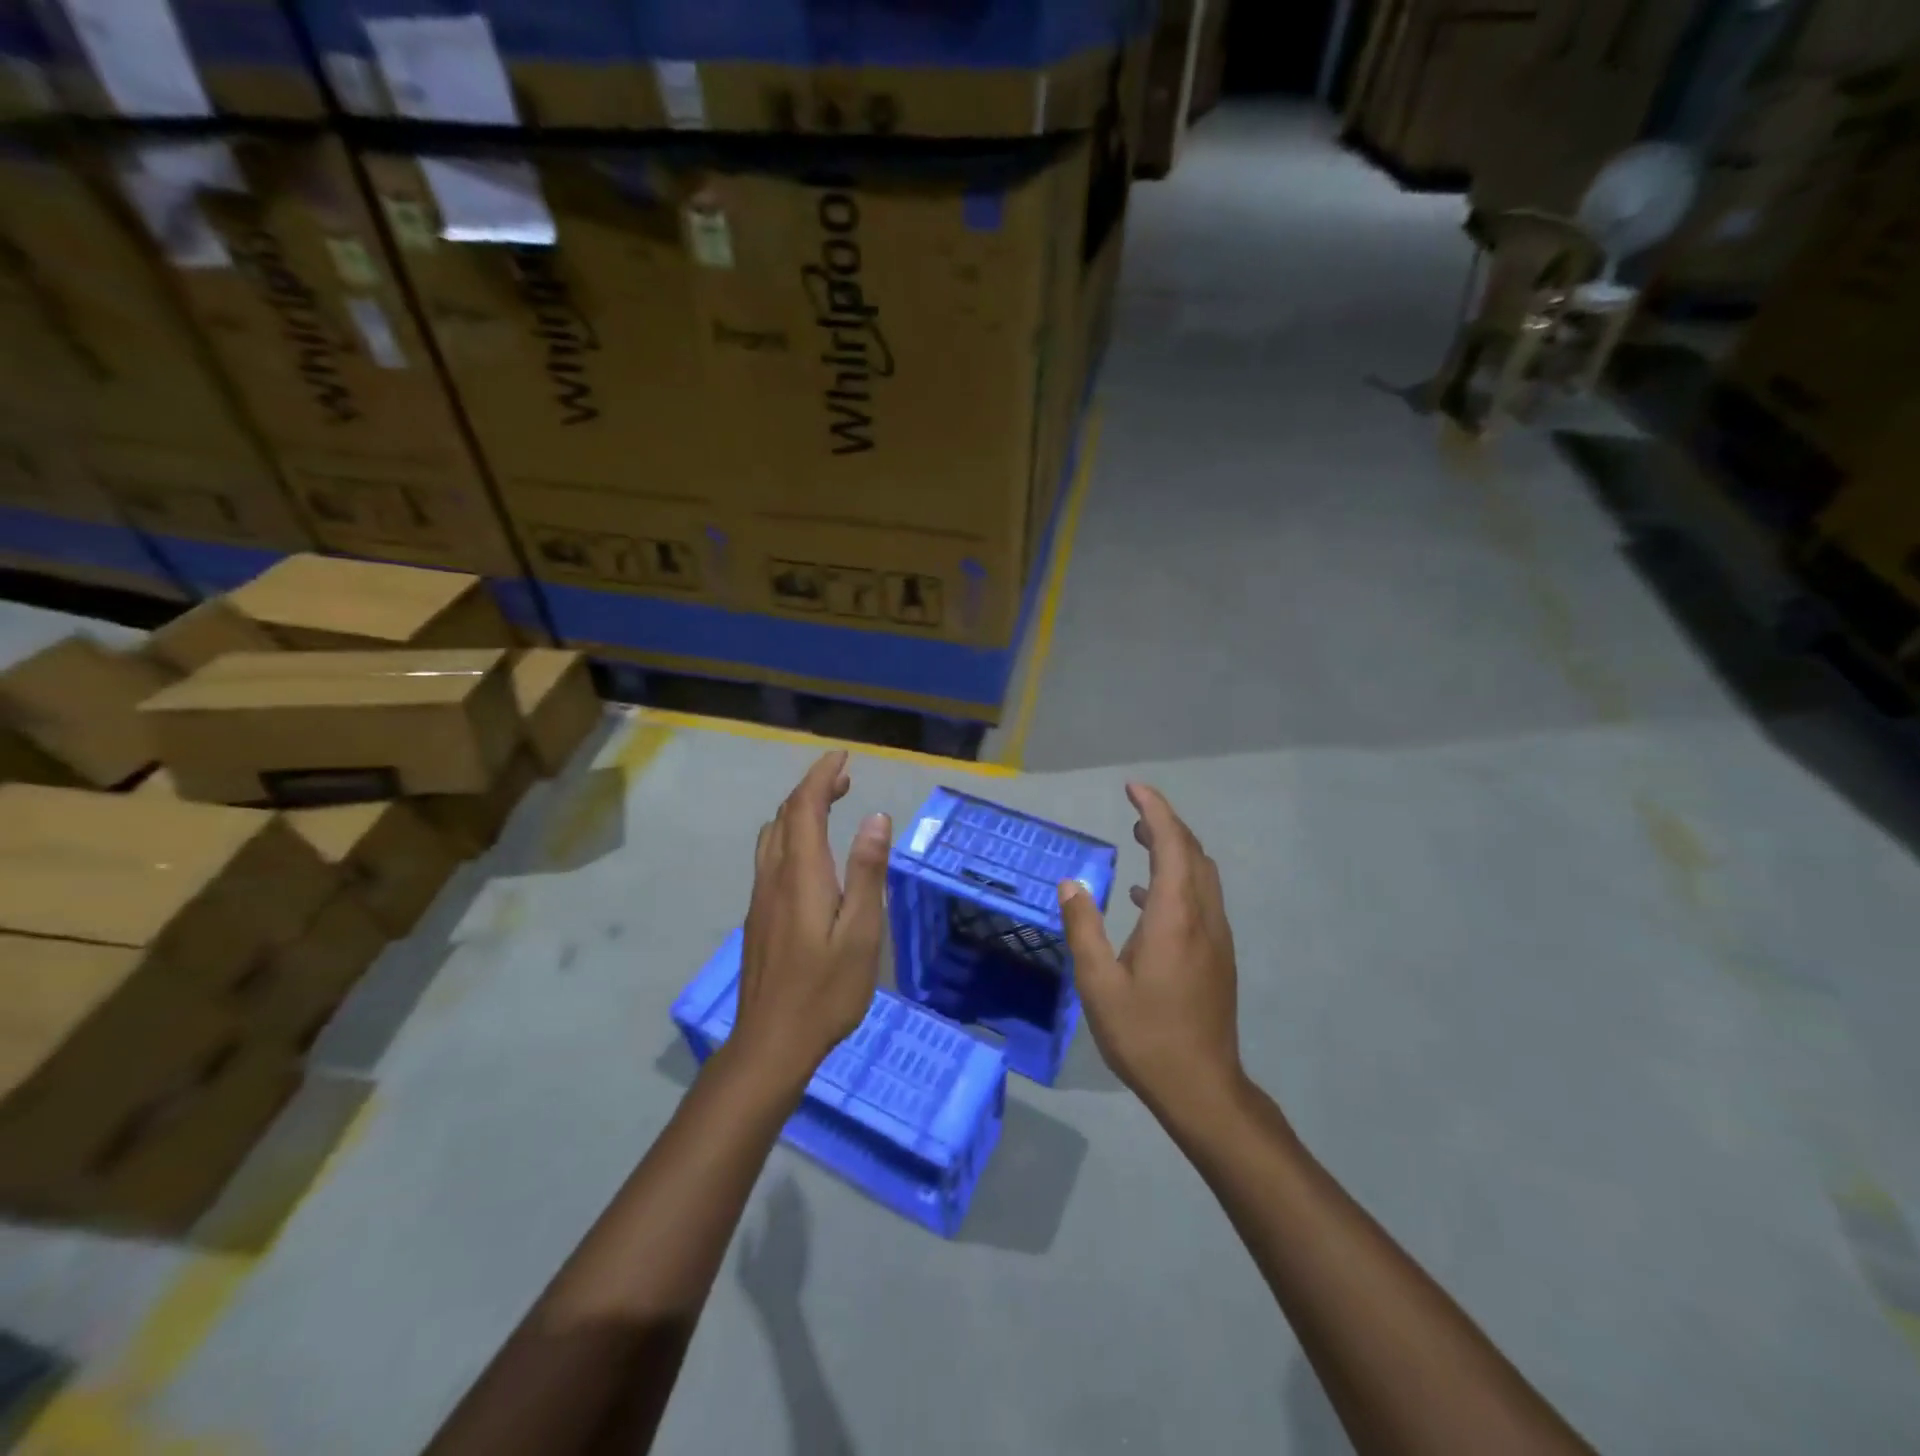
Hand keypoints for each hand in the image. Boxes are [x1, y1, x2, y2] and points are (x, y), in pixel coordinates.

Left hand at [731, 751, 890, 1091]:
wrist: (771, 1042)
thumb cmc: (826, 990)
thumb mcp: (861, 932)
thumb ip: (867, 872)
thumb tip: (876, 817)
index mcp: (801, 874)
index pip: (805, 807)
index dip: (822, 776)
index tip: (842, 756)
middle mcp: (774, 876)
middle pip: (786, 816)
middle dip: (812, 788)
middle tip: (844, 777)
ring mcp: (761, 897)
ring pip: (773, 835)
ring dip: (799, 810)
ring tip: (829, 806)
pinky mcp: (758, 916)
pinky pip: (770, 856)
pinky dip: (791, 834)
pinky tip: (809, 854)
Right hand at [1058, 783, 1241, 1113]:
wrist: (1202, 1088)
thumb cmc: (1145, 1035)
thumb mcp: (1098, 984)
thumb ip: (1083, 928)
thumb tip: (1071, 884)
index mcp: (1175, 916)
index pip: (1172, 844)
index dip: (1154, 810)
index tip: (1132, 789)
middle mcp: (1203, 917)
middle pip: (1192, 853)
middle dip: (1165, 824)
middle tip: (1133, 811)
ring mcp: (1216, 938)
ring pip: (1201, 875)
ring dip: (1174, 850)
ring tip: (1139, 841)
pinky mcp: (1217, 957)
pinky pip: (1201, 899)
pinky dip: (1177, 880)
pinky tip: (1145, 899)